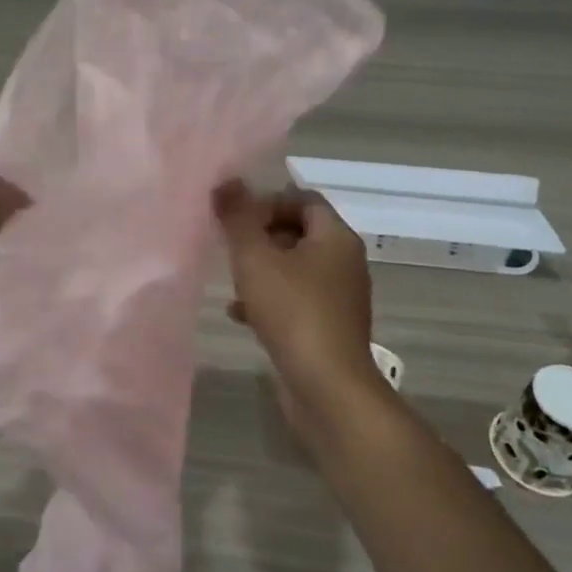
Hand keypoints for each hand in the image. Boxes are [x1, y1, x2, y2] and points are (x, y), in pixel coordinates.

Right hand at [213, 181, 382, 421]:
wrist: (328, 389)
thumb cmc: (294, 312)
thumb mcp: (255, 258)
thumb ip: (238, 217)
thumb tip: (226, 181)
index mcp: (336, 237)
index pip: (303, 199)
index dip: (268, 200)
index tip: (237, 216)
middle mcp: (345, 262)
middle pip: (298, 232)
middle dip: (261, 235)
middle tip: (230, 245)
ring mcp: (339, 298)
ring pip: (294, 268)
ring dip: (262, 269)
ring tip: (231, 279)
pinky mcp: (329, 328)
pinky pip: (296, 300)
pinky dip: (269, 300)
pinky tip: (240, 314)